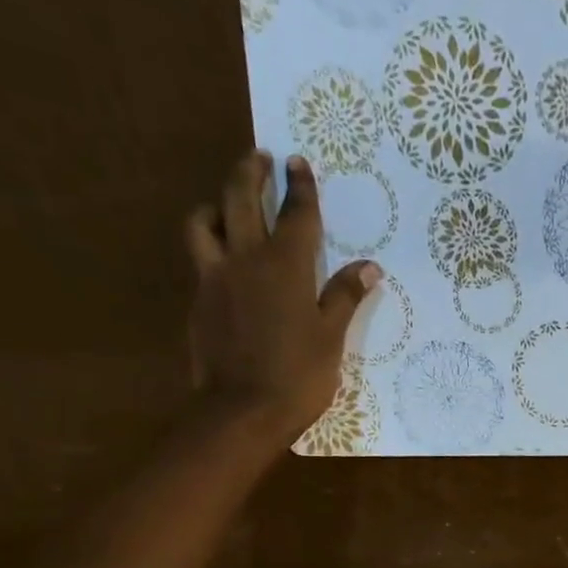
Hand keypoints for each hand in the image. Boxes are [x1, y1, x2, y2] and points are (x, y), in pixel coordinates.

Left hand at [185, 151, 380, 447]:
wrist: (243, 410)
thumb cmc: (299, 376)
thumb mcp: (331, 338)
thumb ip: (345, 297)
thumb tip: (369, 266)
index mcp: (286, 267)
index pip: (296, 215)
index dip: (300, 187)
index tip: (298, 162)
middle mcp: (246, 259)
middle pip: (241, 199)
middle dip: (251, 172)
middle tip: (259, 157)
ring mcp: (215, 277)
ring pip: (205, 221)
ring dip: (216, 202)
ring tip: (226, 202)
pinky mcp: (199, 299)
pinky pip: (199, 257)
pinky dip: (210, 243)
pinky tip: (222, 257)